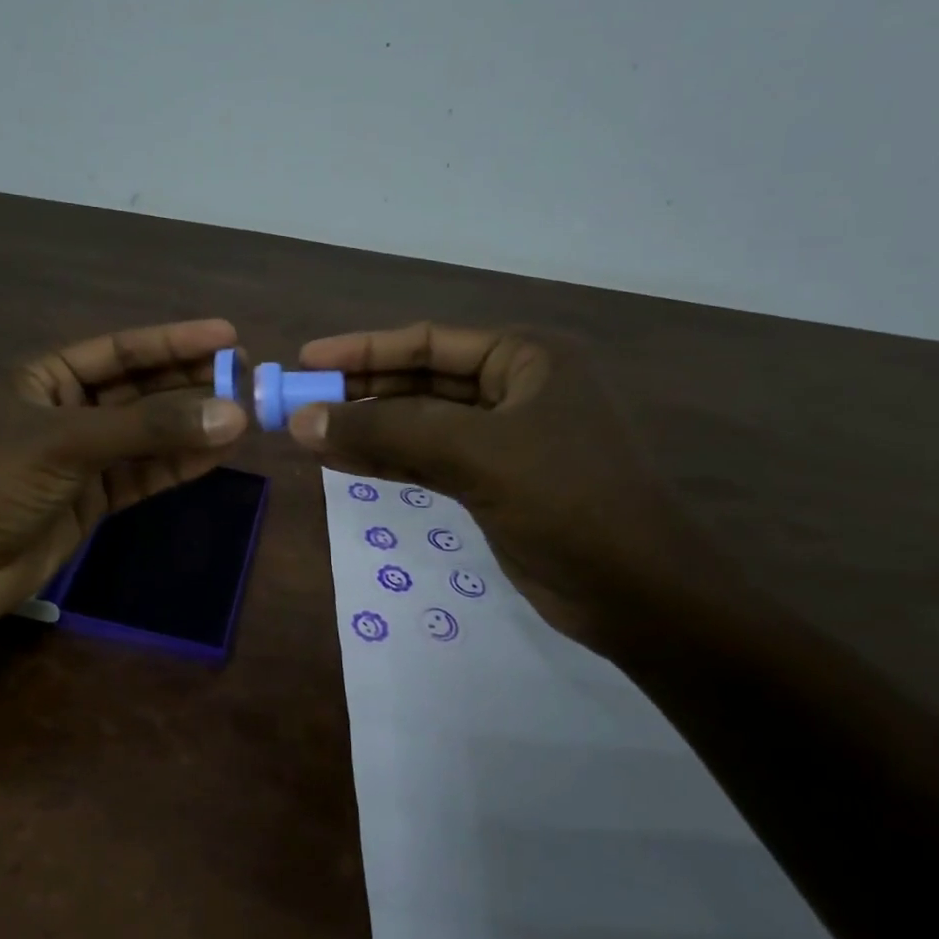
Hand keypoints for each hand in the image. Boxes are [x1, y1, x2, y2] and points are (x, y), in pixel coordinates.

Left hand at [0, 319, 247, 643]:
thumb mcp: (66, 444)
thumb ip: (148, 429)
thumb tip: (232, 413)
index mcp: (46, 377)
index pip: (122, 350)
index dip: (175, 341)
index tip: (229, 336)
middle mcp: (68, 409)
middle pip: (141, 389)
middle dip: (191, 384)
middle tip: (248, 378)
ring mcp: (83, 456)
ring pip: (149, 433)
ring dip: (193, 425)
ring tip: (246, 415)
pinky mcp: (94, 498)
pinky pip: (145, 473)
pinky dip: (179, 464)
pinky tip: (218, 453)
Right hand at [287, 322, 722, 646]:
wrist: (640, 596)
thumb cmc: (570, 502)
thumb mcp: (475, 455)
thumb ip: (387, 434)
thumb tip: (302, 422)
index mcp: (526, 358)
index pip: (428, 341)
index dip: (363, 349)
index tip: (306, 361)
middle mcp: (516, 388)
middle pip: (420, 381)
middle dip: (360, 392)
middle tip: (298, 403)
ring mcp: (506, 438)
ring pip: (420, 424)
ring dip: (367, 429)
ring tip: (307, 433)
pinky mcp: (495, 482)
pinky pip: (429, 460)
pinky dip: (387, 462)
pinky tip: (342, 463)